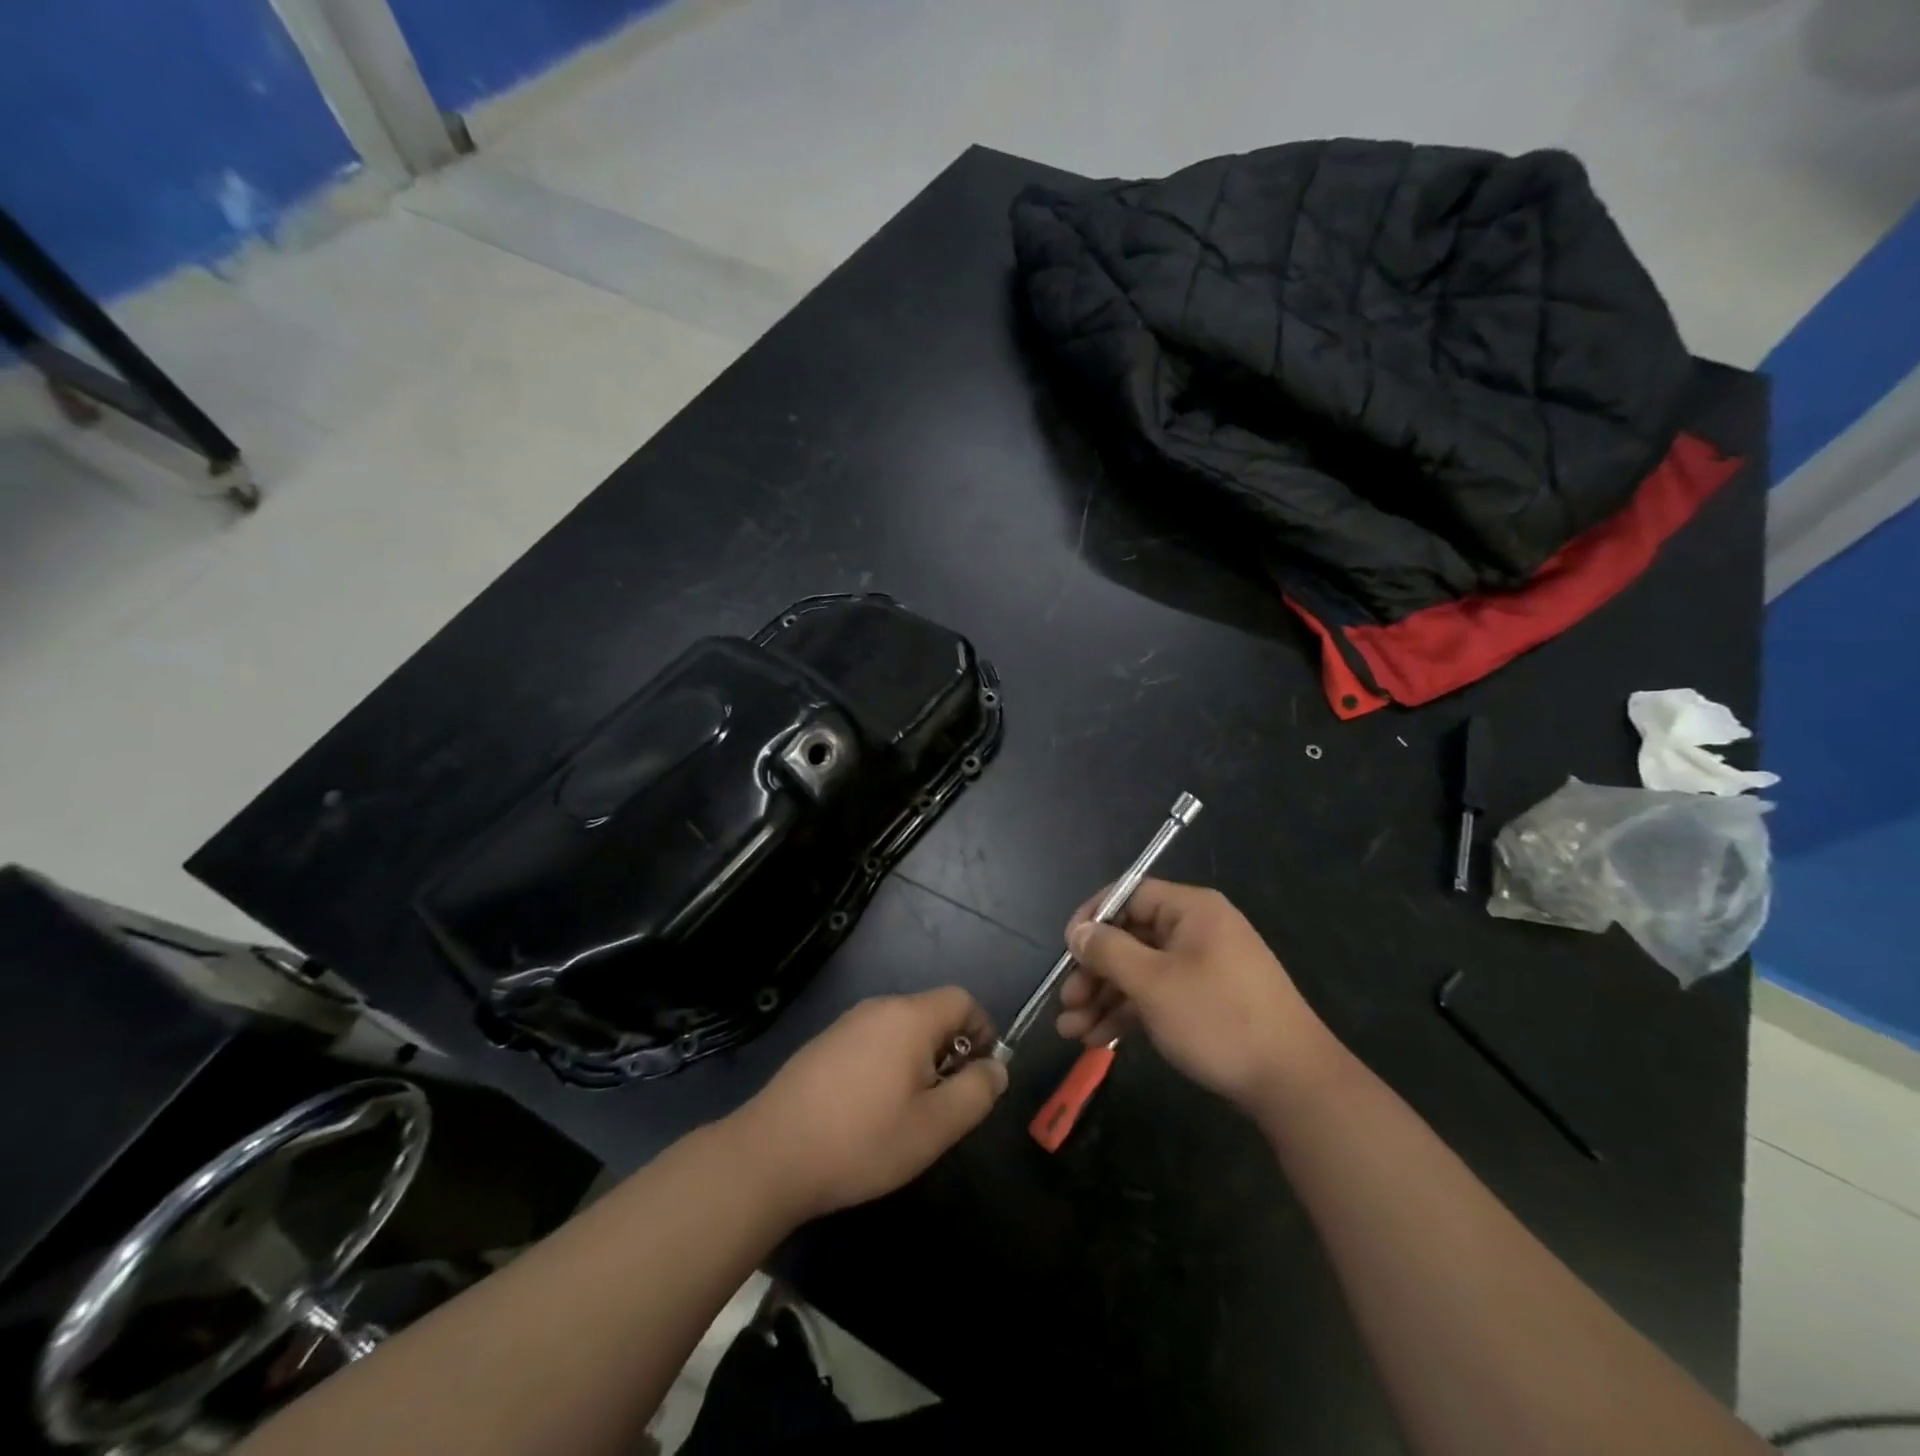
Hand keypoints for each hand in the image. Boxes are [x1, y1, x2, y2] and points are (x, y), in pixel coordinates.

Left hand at [731, 988, 1008, 1220]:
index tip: (979, 1077)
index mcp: (909, 1017)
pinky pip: (872, 1042)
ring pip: (901, 1030)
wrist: (770, 1154)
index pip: (962, 1000)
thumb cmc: (862, 1140)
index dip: (983, 1032)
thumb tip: (997, 1068)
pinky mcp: (823, 1045)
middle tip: (945, 1104)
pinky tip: (870, 1112)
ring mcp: (846, 1024)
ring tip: (909, 1114)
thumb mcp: (935, 1126)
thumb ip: (976, 1092)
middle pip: (932, 1014)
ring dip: (919, 1062)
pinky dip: (887, 1066)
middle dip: (950, 1052)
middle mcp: (878, 1008)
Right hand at [1056, 880, 1340, 1110]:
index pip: (1129, 895)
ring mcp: (1202, 968)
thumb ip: (1109, 951)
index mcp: (1190, 910)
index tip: (1067, 950)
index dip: (1093, 918)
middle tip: (1067, 1002)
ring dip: (1103, 999)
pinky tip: (1097, 1040)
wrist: (1293, 1084)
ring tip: (1070, 1032)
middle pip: (1130, 937)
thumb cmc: (1218, 1018)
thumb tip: (1078, 931)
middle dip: (1093, 971)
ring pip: (1139, 972)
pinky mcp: (1205, 1002)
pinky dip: (1127, 1014)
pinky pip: (1156, 996)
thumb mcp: (1153, 983)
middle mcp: (1196, 931)